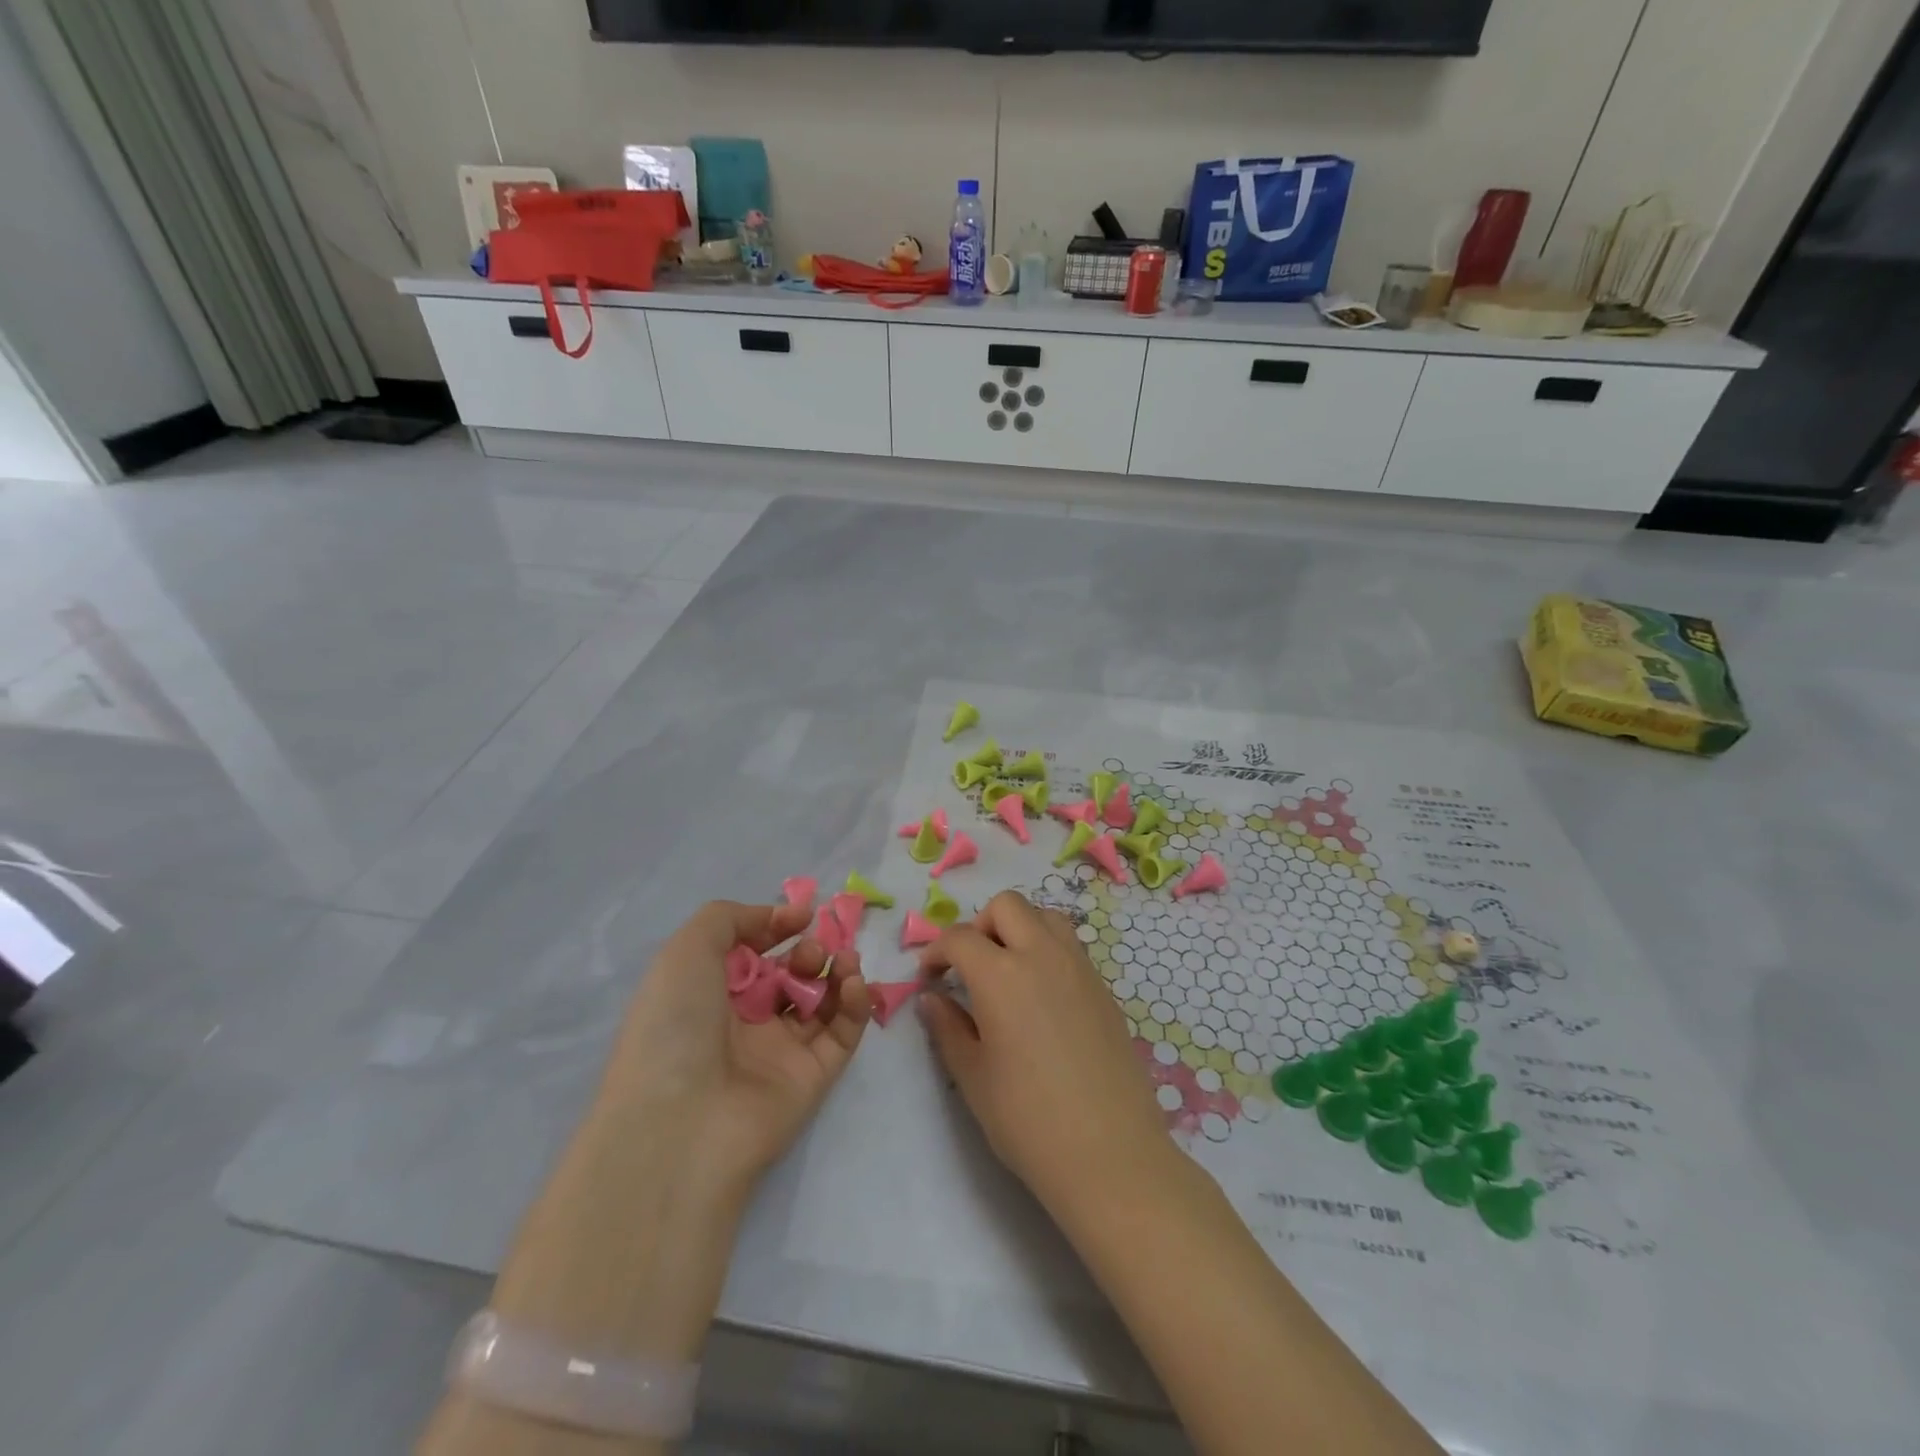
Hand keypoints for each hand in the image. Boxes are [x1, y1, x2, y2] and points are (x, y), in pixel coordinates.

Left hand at [601, 900, 870, 1192]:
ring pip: (821, 1000)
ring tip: (841, 961)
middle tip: (808, 952)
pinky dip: (855, 1003)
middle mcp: (744, 1022)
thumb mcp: (687, 950)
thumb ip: (733, 917)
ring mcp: (781, 1051)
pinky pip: (842, 1032)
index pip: (753, 953)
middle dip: (808, 951)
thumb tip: (785, 917)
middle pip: (790, 974)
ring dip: (837, 970)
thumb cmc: (675, 1025)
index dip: (777, 928)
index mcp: (708, 993)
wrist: (681, 1122)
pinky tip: (852, 983)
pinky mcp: (814, 1076)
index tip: (802, 914)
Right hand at [918, 891, 1173, 1216]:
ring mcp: (1079, 967)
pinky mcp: (1103, 987)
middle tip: (969, 967)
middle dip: (979, 925)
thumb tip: (932, 998)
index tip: (929, 978)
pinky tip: (1040, 995)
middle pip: (1007, 906)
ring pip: (1045, 916)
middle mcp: (1042, 955)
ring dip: (1019, 929)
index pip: (960, 938)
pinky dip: (1047, 950)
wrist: (1109, 1153)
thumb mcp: (973, 1077)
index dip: (936, 952)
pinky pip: (1070, 945)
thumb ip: (948, 1028)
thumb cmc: (1028, 1120)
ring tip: (1007, 971)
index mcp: (1001, 975)